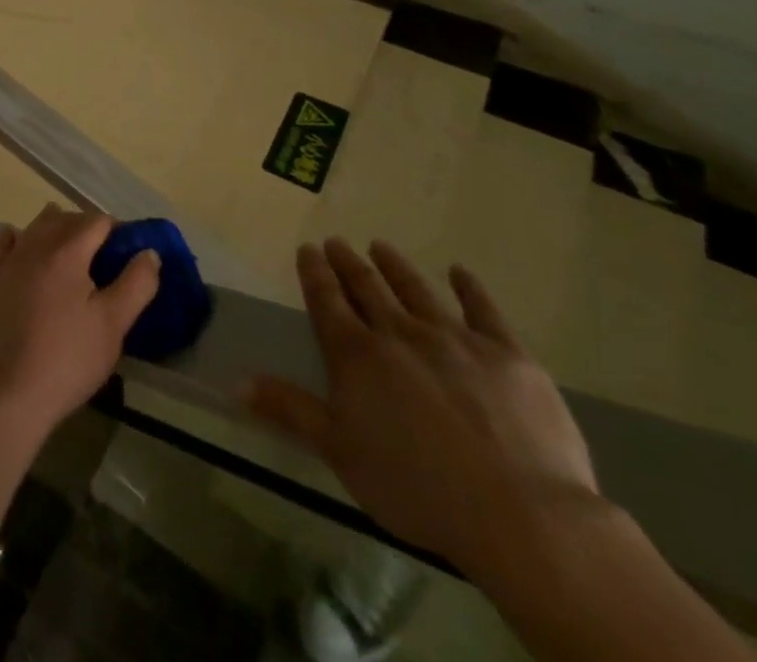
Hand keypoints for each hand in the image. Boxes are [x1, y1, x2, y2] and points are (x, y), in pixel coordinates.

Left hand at [0, 205, 160, 443]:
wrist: (6, 392)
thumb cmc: (67, 359)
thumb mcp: (113, 325)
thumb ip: (136, 284)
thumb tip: (149, 253)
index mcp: (67, 251)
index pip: (97, 221)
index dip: (117, 231)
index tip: (127, 253)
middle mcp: (34, 244)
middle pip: (65, 219)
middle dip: (87, 228)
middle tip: (105, 257)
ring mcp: (7, 260)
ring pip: (35, 227)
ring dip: (56, 229)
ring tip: (71, 253)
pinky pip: (7, 244)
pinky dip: (21, 240)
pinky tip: (26, 252)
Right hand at [247, 239, 599, 577]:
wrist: (521, 514)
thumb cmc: (418, 488)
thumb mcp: (341, 453)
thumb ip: (290, 410)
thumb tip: (235, 382)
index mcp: (357, 356)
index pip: (327, 301)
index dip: (314, 273)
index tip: (307, 249)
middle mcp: (399, 334)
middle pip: (367, 288)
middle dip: (348, 263)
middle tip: (337, 241)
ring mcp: (455, 339)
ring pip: (416, 291)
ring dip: (395, 267)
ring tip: (381, 246)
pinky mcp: (506, 354)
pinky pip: (483, 310)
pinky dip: (469, 289)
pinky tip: (460, 272)